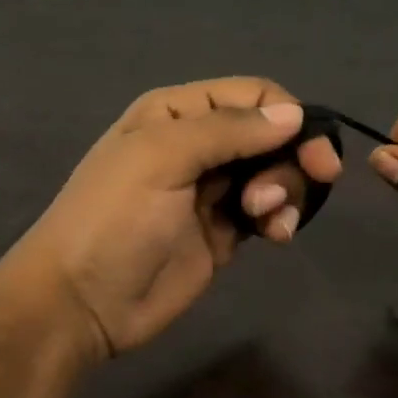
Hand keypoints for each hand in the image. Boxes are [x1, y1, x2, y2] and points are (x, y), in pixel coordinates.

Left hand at [0, 78, 342, 361]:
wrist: (83, 302)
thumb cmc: (114, 219)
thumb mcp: (162, 157)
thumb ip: (228, 130)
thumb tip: (294, 114)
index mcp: (178, 113)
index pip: (253, 96)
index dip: (290, 118)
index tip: (314, 153)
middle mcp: (198, 145)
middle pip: (271, 135)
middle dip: (292, 158)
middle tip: (306, 185)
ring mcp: (212, 191)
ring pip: (275, 173)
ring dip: (286, 191)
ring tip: (266, 218)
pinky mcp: (223, 232)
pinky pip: (267, 212)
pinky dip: (281, 218)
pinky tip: (276, 235)